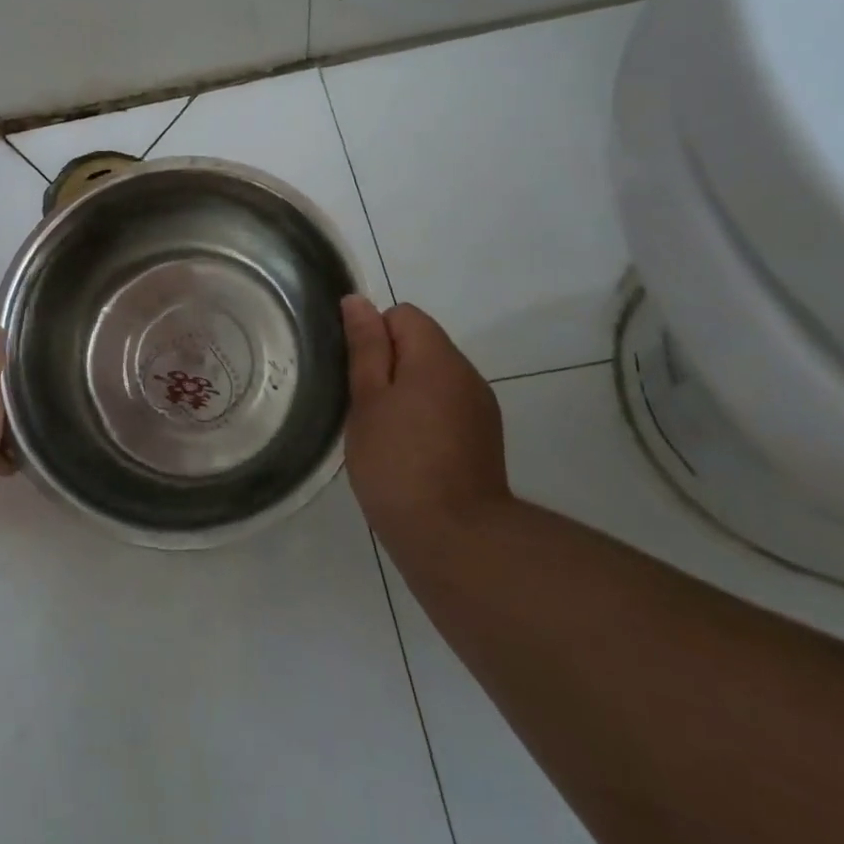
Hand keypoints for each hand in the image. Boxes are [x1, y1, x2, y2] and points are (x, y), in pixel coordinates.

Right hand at [341, 296, 511, 545]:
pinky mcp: (485, 439)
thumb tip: (358, 302)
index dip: (374, 336)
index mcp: (437, 357)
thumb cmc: (398, 464)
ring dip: (408, 391)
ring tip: (386, 433)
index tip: (359, 376)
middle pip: (421, 343)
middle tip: (366, 408)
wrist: (457, 542)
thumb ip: (365, 348)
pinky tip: (411, 453)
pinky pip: (448, 406)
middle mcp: (467, 374)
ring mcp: (481, 408)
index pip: (402, 314)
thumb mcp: (367, 400)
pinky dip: (426, 416)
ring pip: (434, 377)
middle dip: (389, 364)